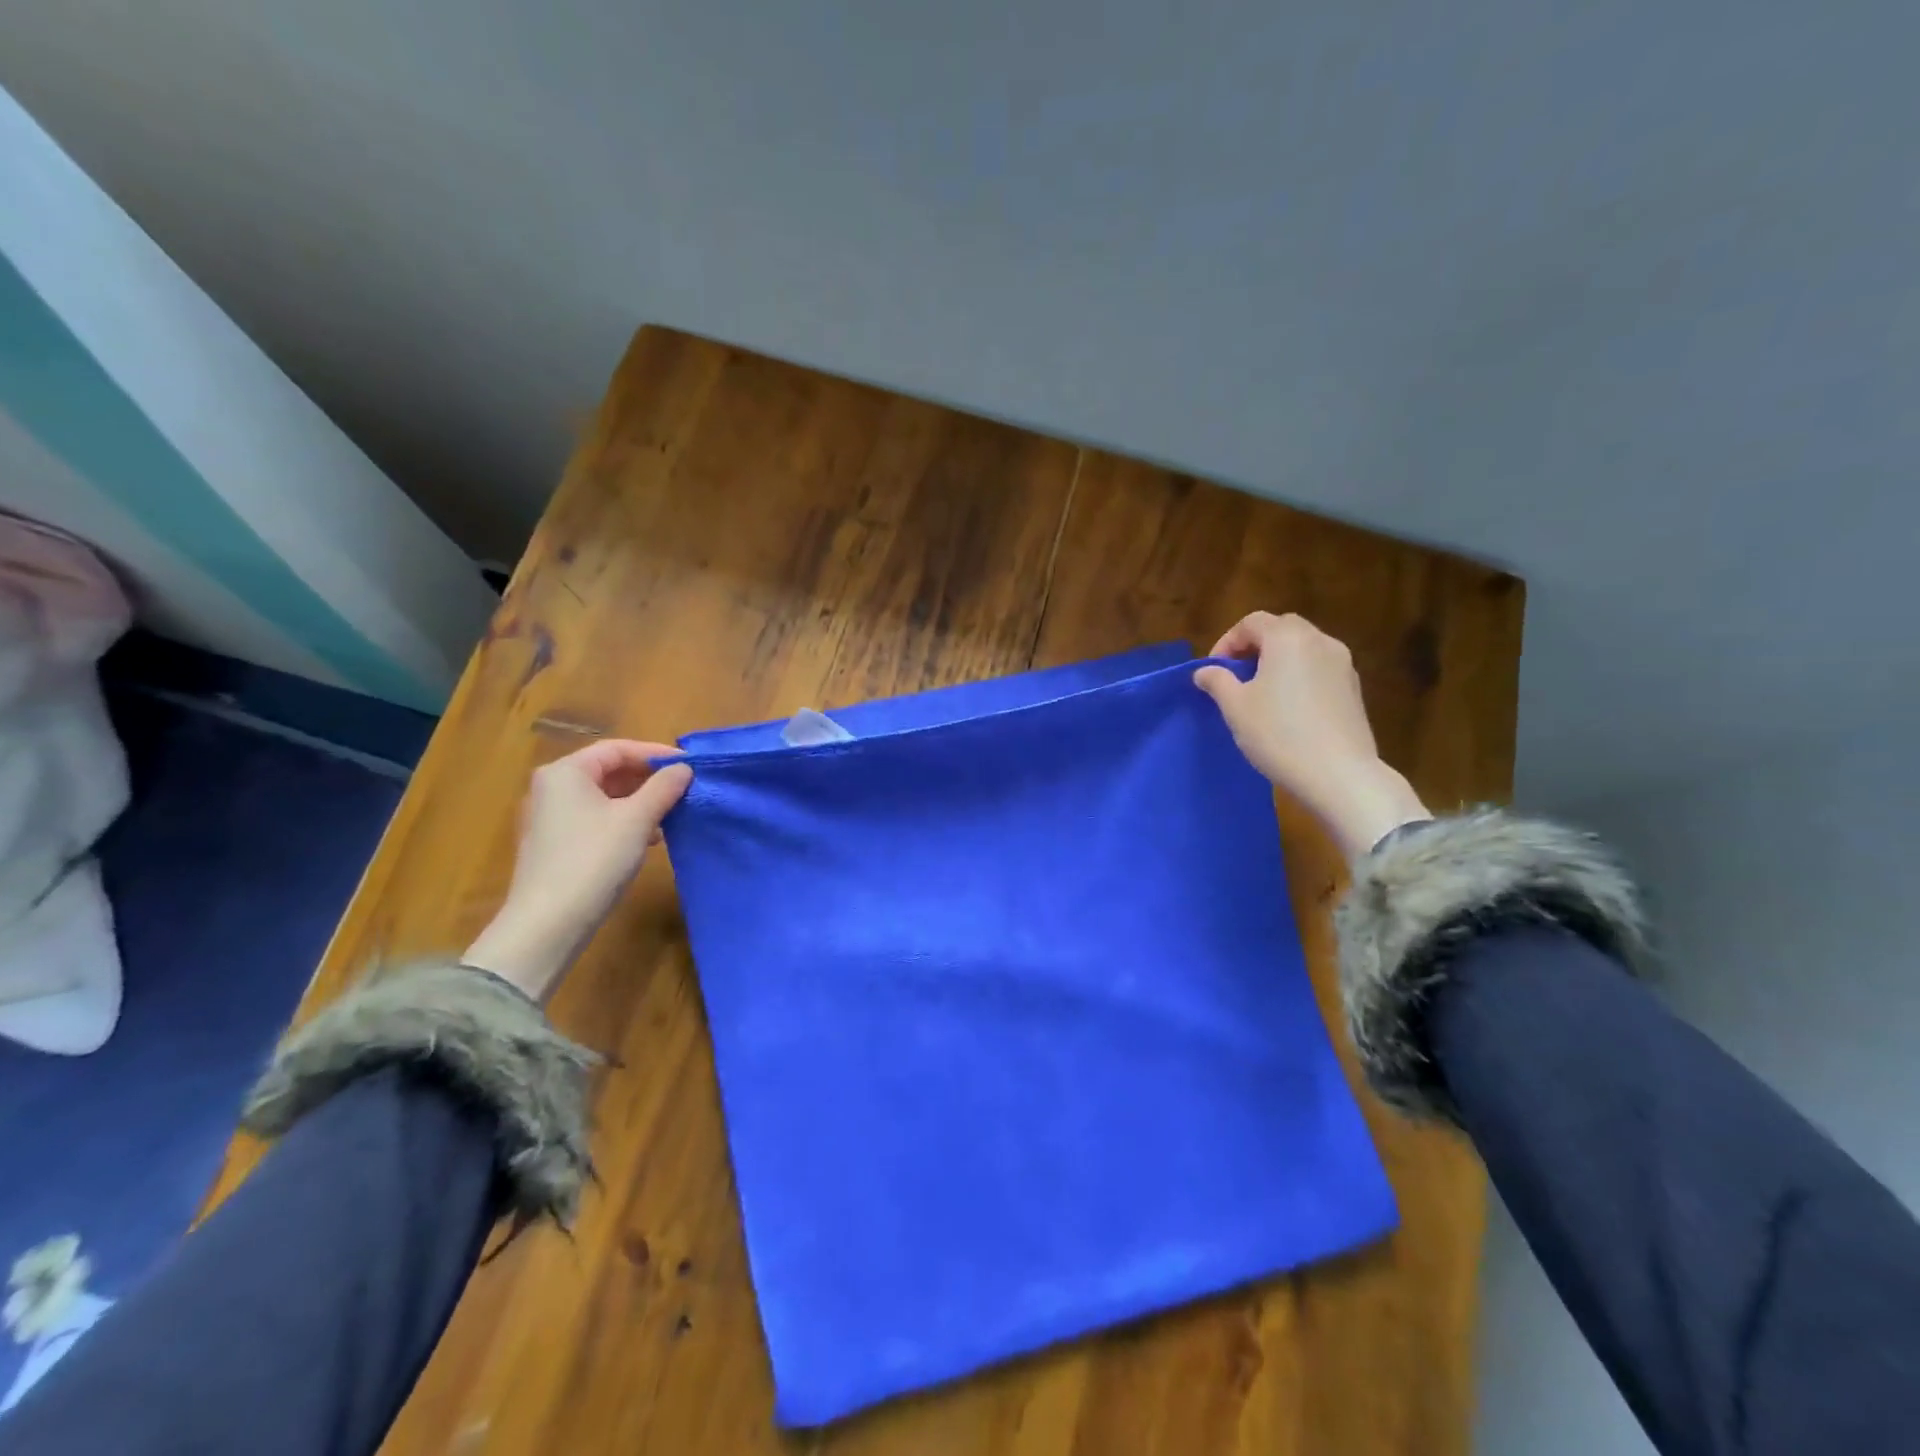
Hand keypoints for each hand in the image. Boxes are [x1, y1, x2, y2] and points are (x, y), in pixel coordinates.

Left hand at [464, 740, 692, 999]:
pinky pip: (596, 818)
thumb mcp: (637, 820)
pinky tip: (649, 838)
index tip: (689, 765)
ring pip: (604, 797)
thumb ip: (663, 788)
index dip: (655, 753)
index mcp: (566, 773)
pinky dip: (624, 820)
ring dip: (640, 801)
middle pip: (608, 771)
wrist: (548, 924)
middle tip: (684, 788)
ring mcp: (550, 818)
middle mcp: (552, 788)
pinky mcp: (555, 844)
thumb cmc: (593, 860)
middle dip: (648, 778)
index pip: (617, 749)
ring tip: (672, 813)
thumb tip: (684, 769)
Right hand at [1194, 612, 1429, 860]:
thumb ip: (1217, 681)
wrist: (1339, 774)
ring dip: (1279, 660)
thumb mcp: (1235, 708)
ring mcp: (1343, 664)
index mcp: (1287, 638)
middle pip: (1281, 628)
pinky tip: (1289, 707)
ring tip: (1262, 691)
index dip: (1227, 642)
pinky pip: (1320, 669)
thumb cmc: (1278, 734)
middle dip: (1255, 645)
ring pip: (1304, 648)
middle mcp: (1320, 641)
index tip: (1214, 671)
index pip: (1251, 622)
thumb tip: (1205, 671)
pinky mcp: (1354, 688)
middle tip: (1237, 674)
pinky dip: (1300, 675)